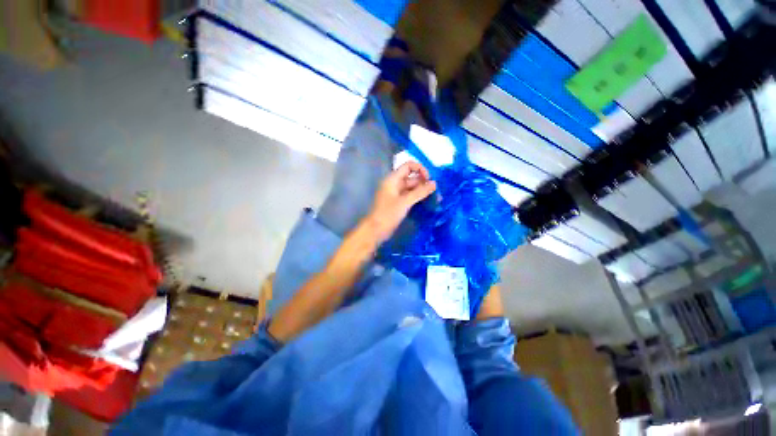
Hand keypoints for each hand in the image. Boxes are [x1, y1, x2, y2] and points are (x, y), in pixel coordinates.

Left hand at [364, 161, 436, 242]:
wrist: (375, 230)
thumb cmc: (388, 214)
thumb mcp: (405, 202)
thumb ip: (420, 192)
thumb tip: (434, 183)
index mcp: (393, 179)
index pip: (408, 166)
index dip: (420, 169)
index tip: (429, 180)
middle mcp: (395, 184)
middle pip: (412, 178)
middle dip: (424, 183)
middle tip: (437, 193)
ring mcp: (397, 194)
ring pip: (412, 188)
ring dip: (423, 192)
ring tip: (436, 199)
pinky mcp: (398, 203)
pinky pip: (410, 197)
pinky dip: (418, 198)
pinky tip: (428, 203)